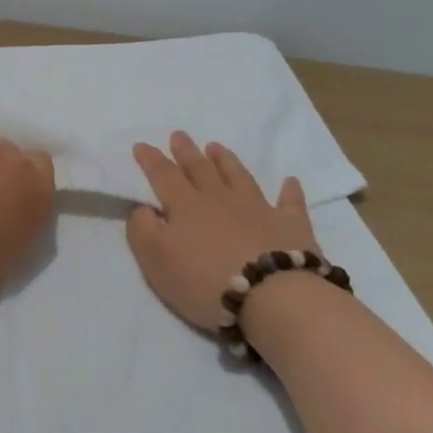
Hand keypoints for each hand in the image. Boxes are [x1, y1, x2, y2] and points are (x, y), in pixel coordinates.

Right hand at [126, 130, 315, 331]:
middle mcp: (220, 199)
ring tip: (216, 146)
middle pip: (200, 169)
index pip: (164, 175)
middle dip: (187, 151)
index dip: (151, 159)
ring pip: (239, 177)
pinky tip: (290, 181)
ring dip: (226, 160)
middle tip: (179, 135)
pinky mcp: (291, 226)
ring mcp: (258, 209)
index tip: (141, 145)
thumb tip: (143, 208)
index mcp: (186, 206)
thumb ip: (143, 230)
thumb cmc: (206, 282)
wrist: (273, 297)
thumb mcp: (157, 260)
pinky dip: (289, 191)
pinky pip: (290, 203)